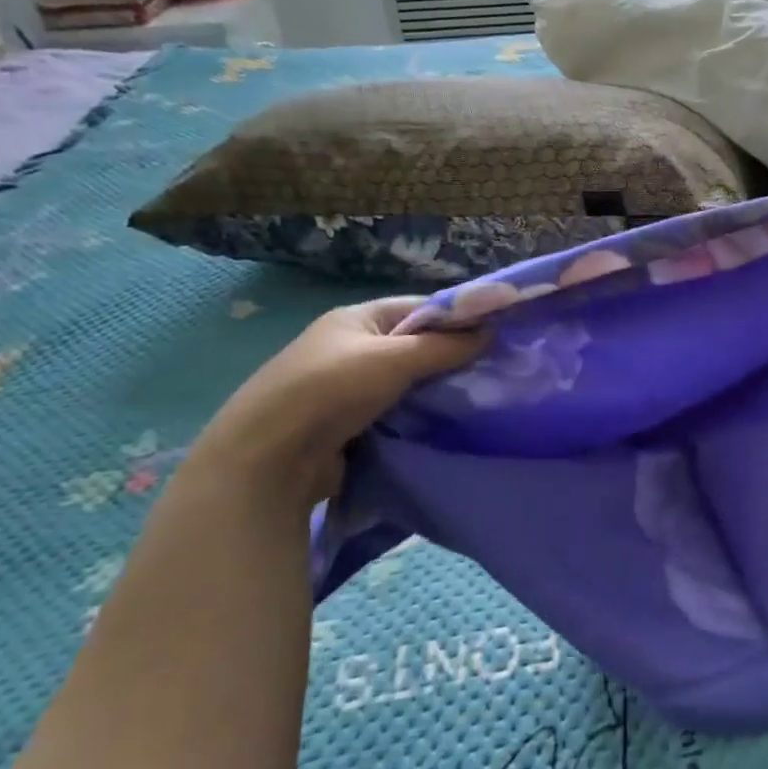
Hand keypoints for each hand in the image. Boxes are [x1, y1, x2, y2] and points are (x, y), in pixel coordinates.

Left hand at [177, 297, 484, 515]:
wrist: (269, 460)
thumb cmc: (330, 391)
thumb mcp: (393, 359)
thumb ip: (445, 346)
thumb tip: (492, 332)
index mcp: (357, 318)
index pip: (421, 308)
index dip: (459, 318)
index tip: (498, 334)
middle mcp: (353, 347)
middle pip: (418, 345)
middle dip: (453, 357)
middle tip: (497, 370)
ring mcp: (351, 387)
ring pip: (411, 382)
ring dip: (439, 390)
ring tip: (482, 398)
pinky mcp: (352, 424)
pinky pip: (400, 412)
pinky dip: (423, 416)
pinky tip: (450, 423)